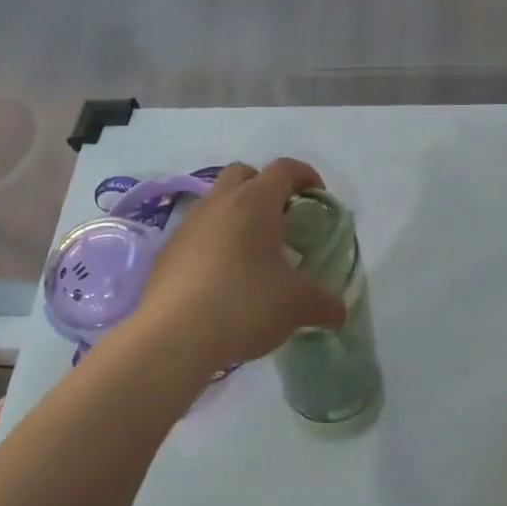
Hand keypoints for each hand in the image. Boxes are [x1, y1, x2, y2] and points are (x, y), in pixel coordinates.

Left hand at [132, 159, 345, 373]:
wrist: (173, 336)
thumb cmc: (244, 305)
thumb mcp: (297, 306)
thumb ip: (325, 303)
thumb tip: (339, 310)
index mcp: (255, 202)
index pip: (284, 169)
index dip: (306, 176)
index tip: (318, 197)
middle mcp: (219, 203)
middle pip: (243, 174)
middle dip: (265, 188)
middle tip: (282, 221)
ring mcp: (188, 225)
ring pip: (216, 203)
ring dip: (237, 216)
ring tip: (253, 254)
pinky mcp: (168, 251)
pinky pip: (197, 233)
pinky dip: (214, 243)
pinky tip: (223, 278)